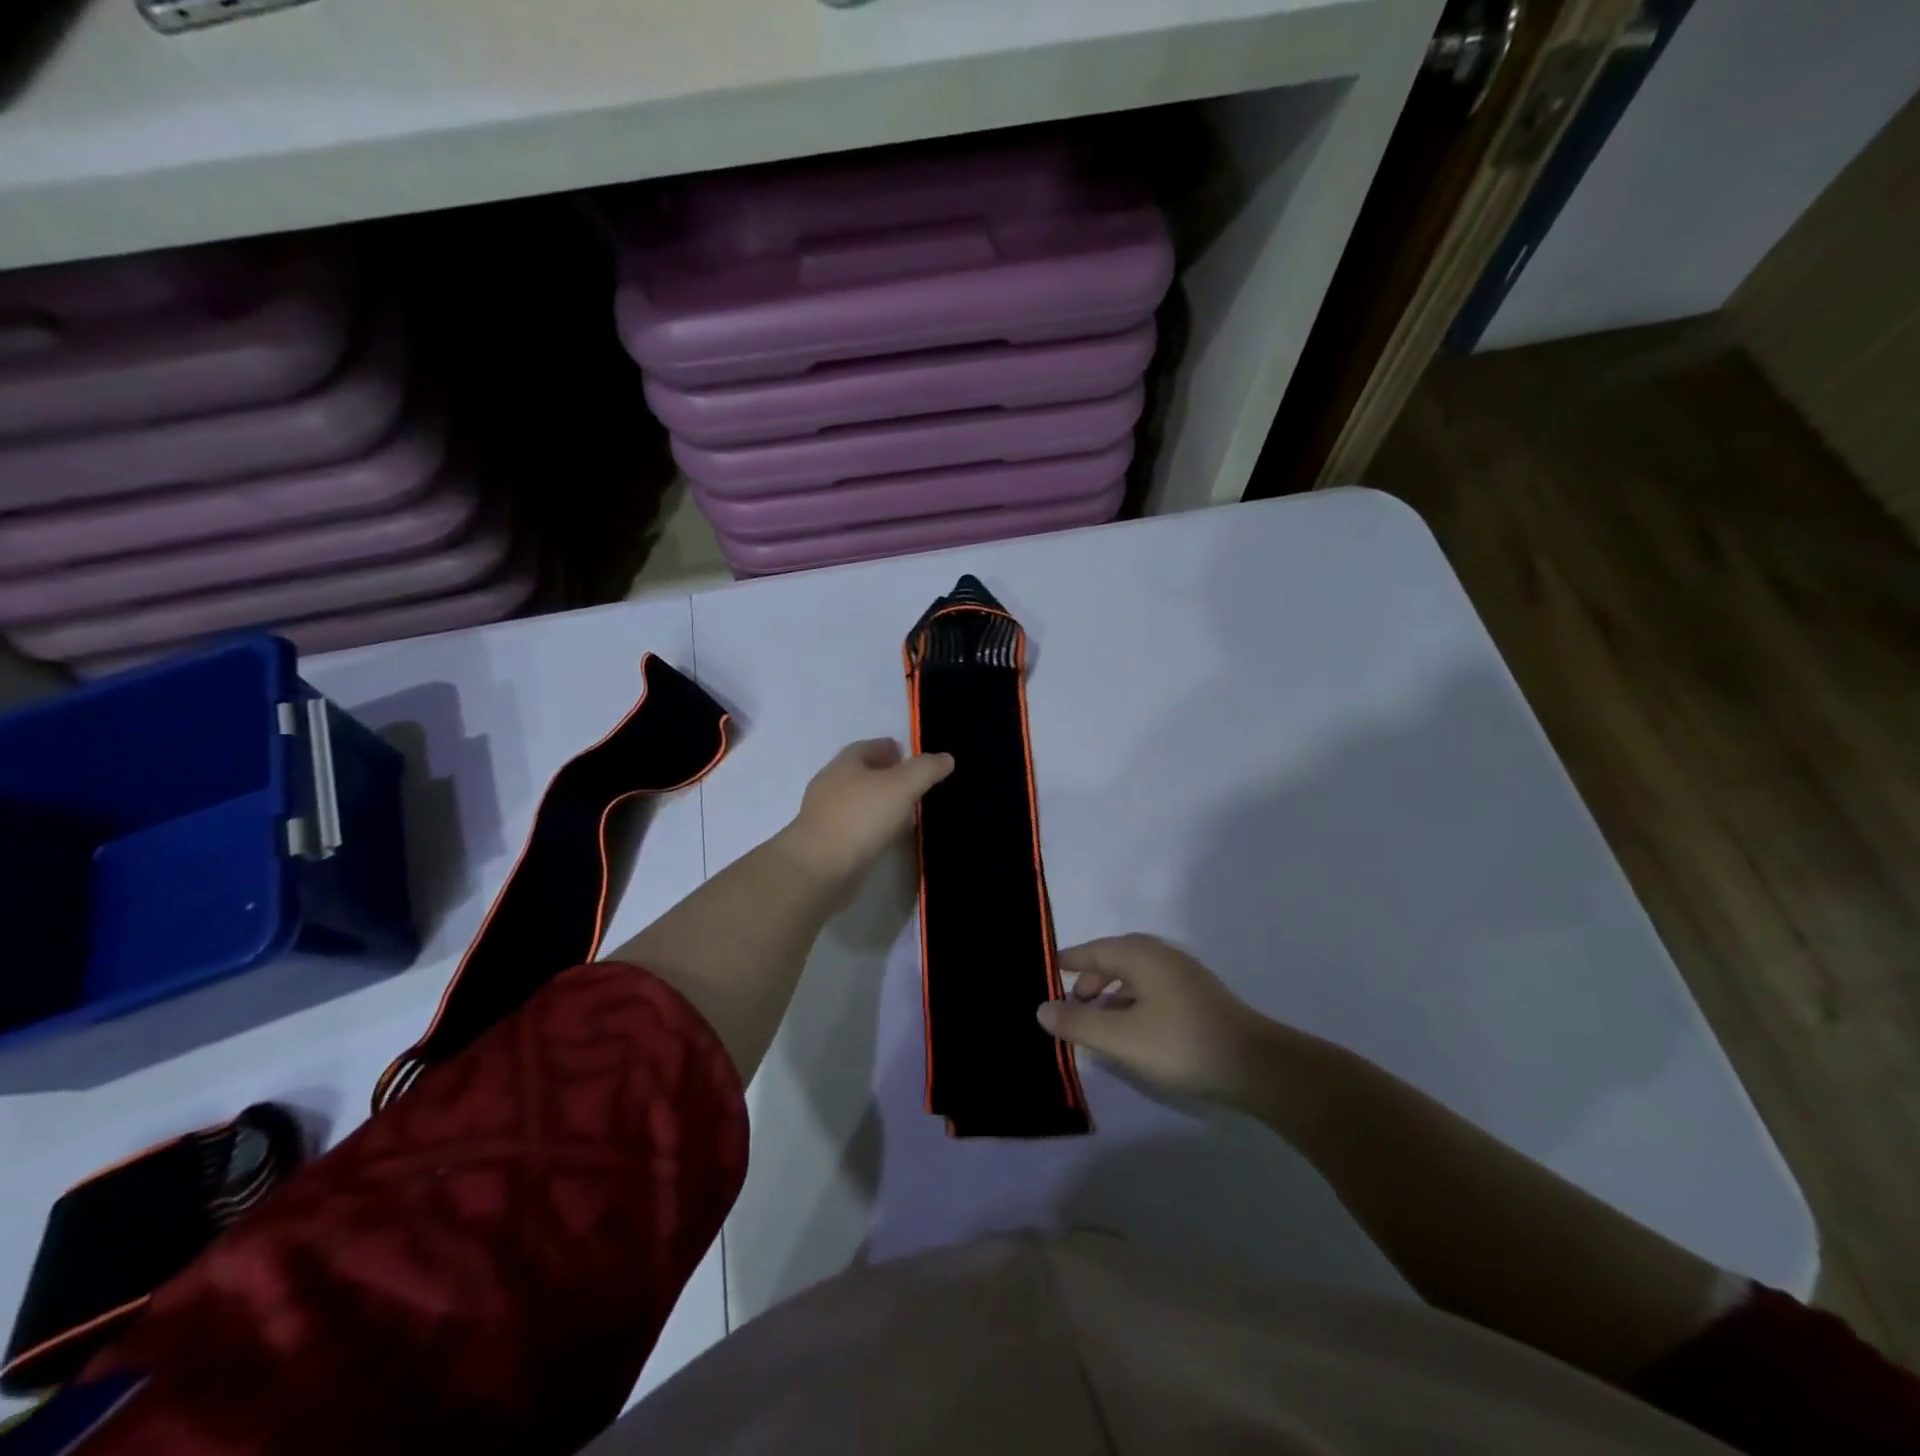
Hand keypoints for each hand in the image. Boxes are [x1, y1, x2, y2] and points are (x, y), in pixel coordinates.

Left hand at [783, 739, 953, 896]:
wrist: (819, 868)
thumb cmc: (860, 817)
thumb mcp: (902, 786)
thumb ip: (926, 769)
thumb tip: (946, 758)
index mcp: (846, 762)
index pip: (871, 746)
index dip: (893, 749)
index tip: (915, 758)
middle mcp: (832, 784)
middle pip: (864, 773)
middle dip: (888, 776)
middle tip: (916, 785)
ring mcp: (826, 814)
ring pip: (860, 801)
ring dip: (881, 803)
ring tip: (908, 812)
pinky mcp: (828, 842)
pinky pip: (857, 827)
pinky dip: (873, 827)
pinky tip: (889, 837)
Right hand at [1037, 934, 1272, 1105]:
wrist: (1256, 1066)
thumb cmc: (1180, 1044)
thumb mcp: (1120, 1038)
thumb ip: (1077, 1023)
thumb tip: (1041, 1009)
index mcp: (1138, 954)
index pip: (1091, 951)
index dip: (1066, 962)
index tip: (1044, 971)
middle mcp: (1159, 954)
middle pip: (1112, 960)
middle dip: (1087, 981)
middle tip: (1068, 1007)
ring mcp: (1182, 974)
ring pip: (1132, 976)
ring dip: (1109, 995)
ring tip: (1096, 1023)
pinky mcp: (1196, 995)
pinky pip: (1150, 989)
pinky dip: (1130, 1002)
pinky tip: (1130, 1030)